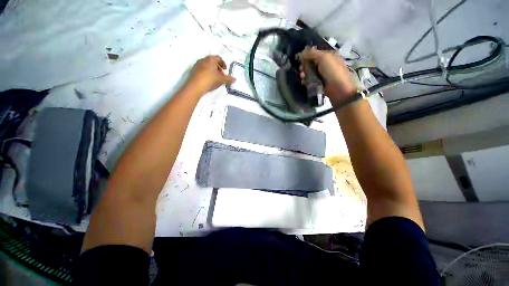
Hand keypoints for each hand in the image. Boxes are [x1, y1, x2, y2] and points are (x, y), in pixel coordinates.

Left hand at [187, 55, 235, 94]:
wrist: (195, 86)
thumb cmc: (210, 80)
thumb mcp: (221, 80)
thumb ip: (228, 79)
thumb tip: (234, 79)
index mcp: (211, 59)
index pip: (218, 58)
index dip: (223, 63)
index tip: (225, 69)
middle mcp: (203, 59)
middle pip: (212, 61)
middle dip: (218, 67)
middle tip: (221, 75)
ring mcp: (197, 64)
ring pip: (207, 65)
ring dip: (212, 70)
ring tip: (215, 78)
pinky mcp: (193, 71)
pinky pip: (202, 70)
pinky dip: (207, 73)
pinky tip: (208, 80)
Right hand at [298, 47, 356, 105]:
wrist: (339, 89)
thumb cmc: (332, 71)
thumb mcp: (323, 58)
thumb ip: (312, 53)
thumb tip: (302, 52)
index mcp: (328, 55)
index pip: (315, 53)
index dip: (307, 55)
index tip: (300, 59)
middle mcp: (325, 64)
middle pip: (311, 63)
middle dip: (304, 65)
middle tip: (301, 69)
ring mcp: (322, 74)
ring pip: (310, 72)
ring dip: (304, 73)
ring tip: (302, 76)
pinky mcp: (319, 83)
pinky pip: (310, 80)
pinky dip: (306, 81)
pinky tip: (304, 82)